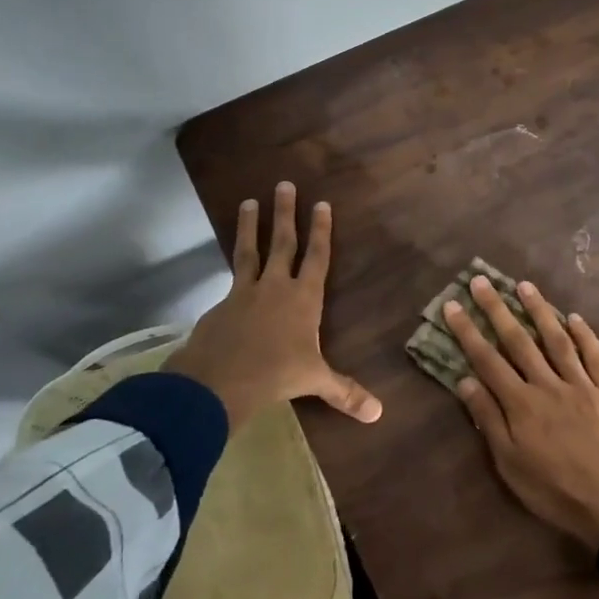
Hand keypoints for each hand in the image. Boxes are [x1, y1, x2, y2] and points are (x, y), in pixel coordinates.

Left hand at [163, 183, 382, 430]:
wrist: (220, 381)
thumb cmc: (277, 375)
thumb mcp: (314, 381)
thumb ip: (344, 392)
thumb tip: (378, 414)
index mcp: (304, 298)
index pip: (317, 256)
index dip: (321, 230)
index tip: (321, 204)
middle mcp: (276, 287)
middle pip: (283, 242)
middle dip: (286, 213)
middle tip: (285, 185)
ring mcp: (245, 292)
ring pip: (250, 250)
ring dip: (249, 225)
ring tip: (247, 201)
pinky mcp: (221, 304)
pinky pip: (230, 278)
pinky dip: (231, 268)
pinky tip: (229, 267)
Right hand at [443, 276, 598, 552]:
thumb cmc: (556, 492)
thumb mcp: (511, 466)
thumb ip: (490, 421)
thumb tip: (466, 382)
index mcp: (521, 405)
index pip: (487, 360)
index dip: (468, 332)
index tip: (453, 305)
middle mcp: (548, 385)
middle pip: (518, 340)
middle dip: (497, 309)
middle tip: (481, 281)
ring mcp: (581, 385)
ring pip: (556, 340)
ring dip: (540, 310)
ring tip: (525, 286)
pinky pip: (595, 356)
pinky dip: (585, 335)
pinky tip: (574, 317)